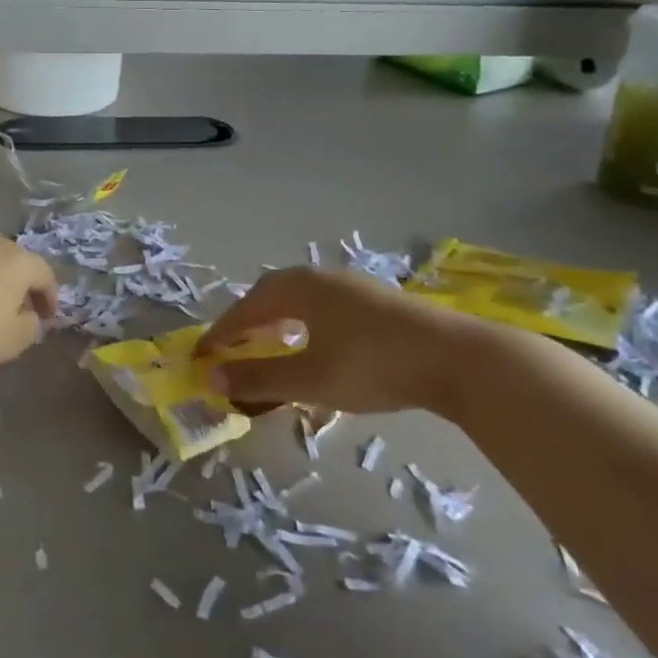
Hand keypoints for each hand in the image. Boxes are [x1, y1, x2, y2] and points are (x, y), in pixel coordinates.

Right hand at [196, 267, 494, 414]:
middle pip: (269, 298)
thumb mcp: (309, 379)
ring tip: (268, 349)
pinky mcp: (375, 302)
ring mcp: (351, 286)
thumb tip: (211, 379)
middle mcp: (319, 278)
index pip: (244, 310)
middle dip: (247, 325)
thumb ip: (258, 378)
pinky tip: (315, 348)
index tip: (200, 358)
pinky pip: (322, 310)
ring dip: (276, 326)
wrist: (457, 359)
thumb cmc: (372, 364)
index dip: (220, 335)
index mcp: (297, 288)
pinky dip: (304, 328)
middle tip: (231, 351)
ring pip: (298, 303)